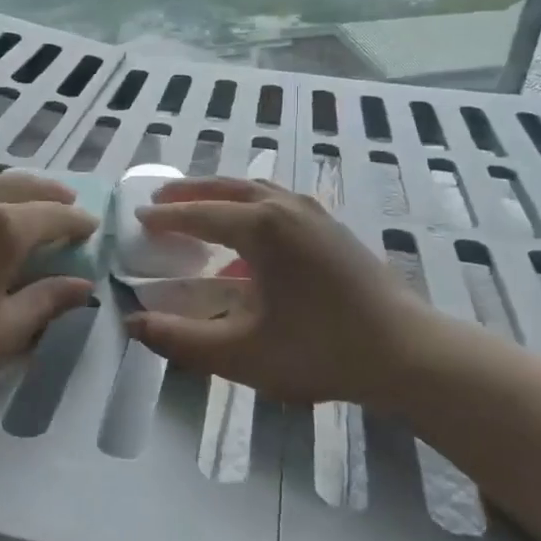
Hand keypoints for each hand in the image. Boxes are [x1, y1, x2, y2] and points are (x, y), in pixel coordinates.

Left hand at [0, 171, 97, 431]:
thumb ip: (46, 301)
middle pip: (16, 185)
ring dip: (7, 192)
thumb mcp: (3, 333)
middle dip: (47, 193)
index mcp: (0, 228)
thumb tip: (82, 286)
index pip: (52, 214)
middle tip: (66, 202)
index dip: (76, 220)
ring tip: (21, 205)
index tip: (91, 226)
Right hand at [126, 177, 495, 409]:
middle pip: (226, 188)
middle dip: (189, 193)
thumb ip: (181, 340)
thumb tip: (133, 324)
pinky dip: (249, 202)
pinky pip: (278, 199)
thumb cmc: (320, 350)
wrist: (407, 351)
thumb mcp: (242, 353)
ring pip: (255, 188)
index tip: (137, 217)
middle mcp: (285, 207)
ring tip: (197, 205)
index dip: (165, 218)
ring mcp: (314, 213)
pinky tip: (248, 228)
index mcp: (261, 228)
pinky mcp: (332, 227)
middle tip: (159, 200)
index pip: (199, 214)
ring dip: (220, 193)